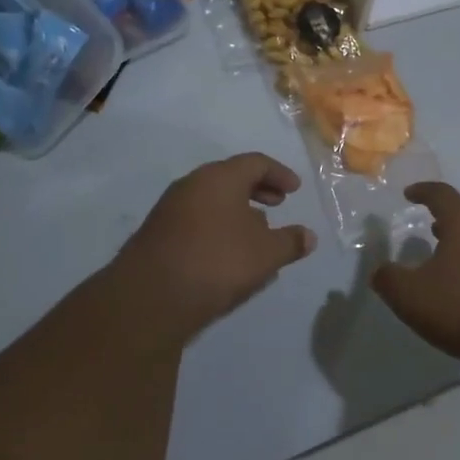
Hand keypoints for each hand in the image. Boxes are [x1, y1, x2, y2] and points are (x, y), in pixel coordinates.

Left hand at [115, 153, 317, 338]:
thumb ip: (290, 242)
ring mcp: (170, 209)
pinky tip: (228, 254)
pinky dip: (218, 227)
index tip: (295, 191)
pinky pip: (197, 220)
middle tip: (278, 205)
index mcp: (220, 177)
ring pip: (212, 200)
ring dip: (237, 211)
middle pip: (230, 178)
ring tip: (257, 234)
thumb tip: (308, 236)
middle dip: (258, 190)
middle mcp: (192, 184)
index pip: (255, 163)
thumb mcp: (266, 254)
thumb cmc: (217, 262)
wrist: (150, 296)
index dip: (279, 174)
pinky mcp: (158, 234)